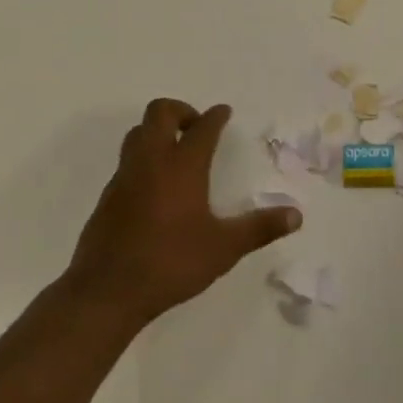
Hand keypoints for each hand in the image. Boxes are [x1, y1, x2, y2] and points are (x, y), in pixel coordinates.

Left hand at [68, 98, 300, 326]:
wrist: (106, 291)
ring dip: (157, 131)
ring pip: (138, 134)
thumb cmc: (171, 262)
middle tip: (196, 128)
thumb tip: (296, 215)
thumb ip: (259, 228)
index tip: (224, 112)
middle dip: (180, 110)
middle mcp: (151, 161)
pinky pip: (127, 162)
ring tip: (176, 152)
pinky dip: (143, 160)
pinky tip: (155, 188)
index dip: (216, 116)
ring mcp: (124, 177)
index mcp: (182, 166)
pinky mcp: (107, 197)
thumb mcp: (224, 248)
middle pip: (159, 112)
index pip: (202, 127)